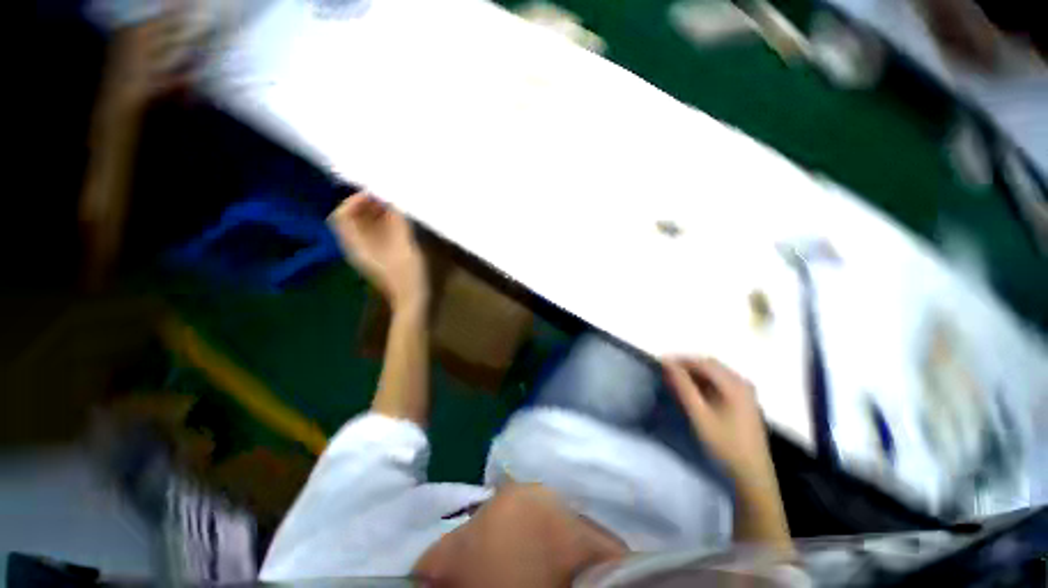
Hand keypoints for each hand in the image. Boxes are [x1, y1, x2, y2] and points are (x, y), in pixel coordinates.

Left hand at [329, 192, 427, 310]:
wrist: (416, 301)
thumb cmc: (409, 273)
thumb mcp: (404, 243)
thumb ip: (397, 218)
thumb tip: (394, 198)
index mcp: (356, 244)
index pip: (341, 215)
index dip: (356, 200)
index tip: (378, 195)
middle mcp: (359, 248)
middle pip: (354, 220)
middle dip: (370, 205)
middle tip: (391, 200)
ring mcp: (371, 255)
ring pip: (368, 228)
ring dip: (380, 215)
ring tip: (399, 209)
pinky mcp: (384, 259)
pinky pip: (379, 236)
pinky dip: (388, 227)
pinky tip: (404, 225)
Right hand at [663, 358, 773, 482]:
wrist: (752, 474)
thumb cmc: (725, 444)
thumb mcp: (700, 415)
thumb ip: (683, 387)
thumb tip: (668, 363)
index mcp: (734, 384)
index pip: (703, 362)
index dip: (680, 360)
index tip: (660, 363)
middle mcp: (742, 383)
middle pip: (710, 365)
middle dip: (687, 365)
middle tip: (666, 371)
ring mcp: (745, 392)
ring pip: (715, 373)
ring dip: (694, 373)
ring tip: (675, 380)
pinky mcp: (744, 401)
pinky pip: (720, 382)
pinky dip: (704, 382)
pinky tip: (693, 391)